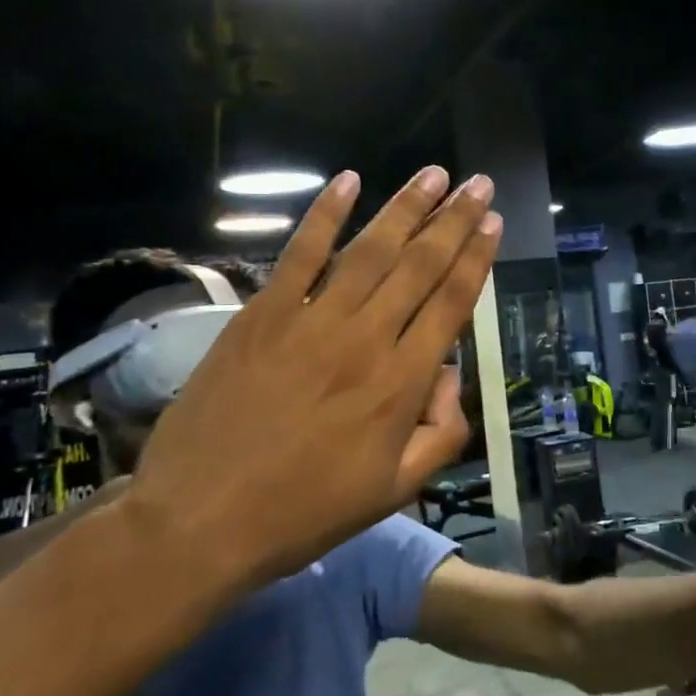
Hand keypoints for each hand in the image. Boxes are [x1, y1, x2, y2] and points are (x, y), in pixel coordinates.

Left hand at [129, 166, 500, 583]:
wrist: (202, 520)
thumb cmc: (306, 510)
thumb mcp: (396, 490)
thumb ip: (442, 433)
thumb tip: (451, 375)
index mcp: (401, 383)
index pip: (451, 304)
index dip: (476, 259)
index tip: (493, 223)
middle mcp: (365, 339)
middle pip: (420, 267)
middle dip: (454, 221)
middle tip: (479, 184)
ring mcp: (310, 321)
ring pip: (370, 251)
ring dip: (406, 208)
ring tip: (434, 175)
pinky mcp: (262, 315)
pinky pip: (299, 254)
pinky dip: (324, 215)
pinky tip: (348, 180)